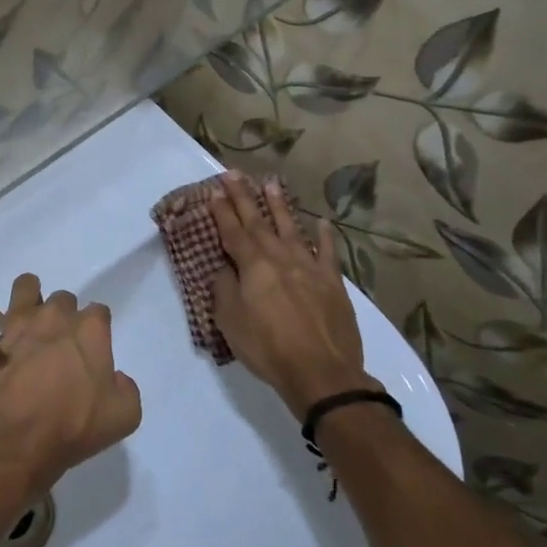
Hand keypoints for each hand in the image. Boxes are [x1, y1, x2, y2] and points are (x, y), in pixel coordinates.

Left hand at [0, 274, 141, 501]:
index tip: (90, 351)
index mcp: (88, 330)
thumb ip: (126, 389)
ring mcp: (12, 322)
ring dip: (27, 302)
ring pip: (24, 289)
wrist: (7, 444)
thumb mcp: (122, 419)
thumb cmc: (68, 429)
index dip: (96, 330)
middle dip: (62, 316)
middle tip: (57, 345)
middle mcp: (51, 316)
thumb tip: (115, 377)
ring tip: (24, 327)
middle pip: (61, 300)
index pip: (99, 312)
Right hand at [209, 173, 378, 417]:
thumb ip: (225, 289)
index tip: (214, 190)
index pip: (233, 232)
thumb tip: (226, 268)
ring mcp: (310, 267)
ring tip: (271, 183)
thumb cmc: (267, 348)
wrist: (321, 372)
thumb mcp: (230, 321)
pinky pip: (328, 252)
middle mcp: (280, 258)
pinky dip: (325, 236)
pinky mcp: (333, 282)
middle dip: (244, 197)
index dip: (222, 211)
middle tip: (234, 174)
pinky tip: (321, 222)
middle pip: (259, 223)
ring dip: (279, 206)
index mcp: (253, 266)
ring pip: (291, 229)